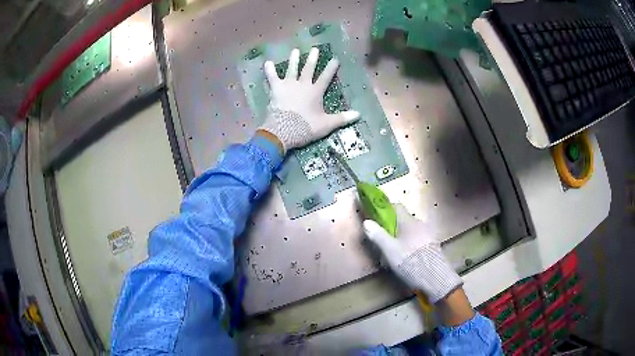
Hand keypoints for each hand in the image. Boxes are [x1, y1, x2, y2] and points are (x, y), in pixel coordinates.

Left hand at [259, 48, 359, 152]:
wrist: (284, 130)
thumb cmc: (306, 127)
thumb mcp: (326, 125)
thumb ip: (342, 118)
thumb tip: (358, 114)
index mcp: (315, 92)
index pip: (326, 77)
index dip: (331, 68)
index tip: (335, 59)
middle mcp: (303, 84)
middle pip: (308, 69)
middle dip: (312, 58)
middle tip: (315, 49)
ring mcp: (288, 85)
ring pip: (292, 69)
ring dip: (294, 59)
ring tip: (295, 50)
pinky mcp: (276, 89)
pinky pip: (272, 77)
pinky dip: (269, 70)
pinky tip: (267, 62)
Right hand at [363, 204, 462, 303]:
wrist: (436, 278)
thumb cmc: (410, 261)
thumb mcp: (390, 250)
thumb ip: (378, 235)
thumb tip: (366, 222)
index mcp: (409, 221)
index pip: (397, 206)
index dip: (385, 209)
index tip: (376, 215)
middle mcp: (420, 224)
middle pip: (404, 220)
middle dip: (393, 226)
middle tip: (383, 238)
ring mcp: (429, 235)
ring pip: (411, 231)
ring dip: (402, 236)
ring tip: (394, 251)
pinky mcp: (433, 246)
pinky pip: (418, 240)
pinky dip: (411, 244)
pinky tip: (407, 257)